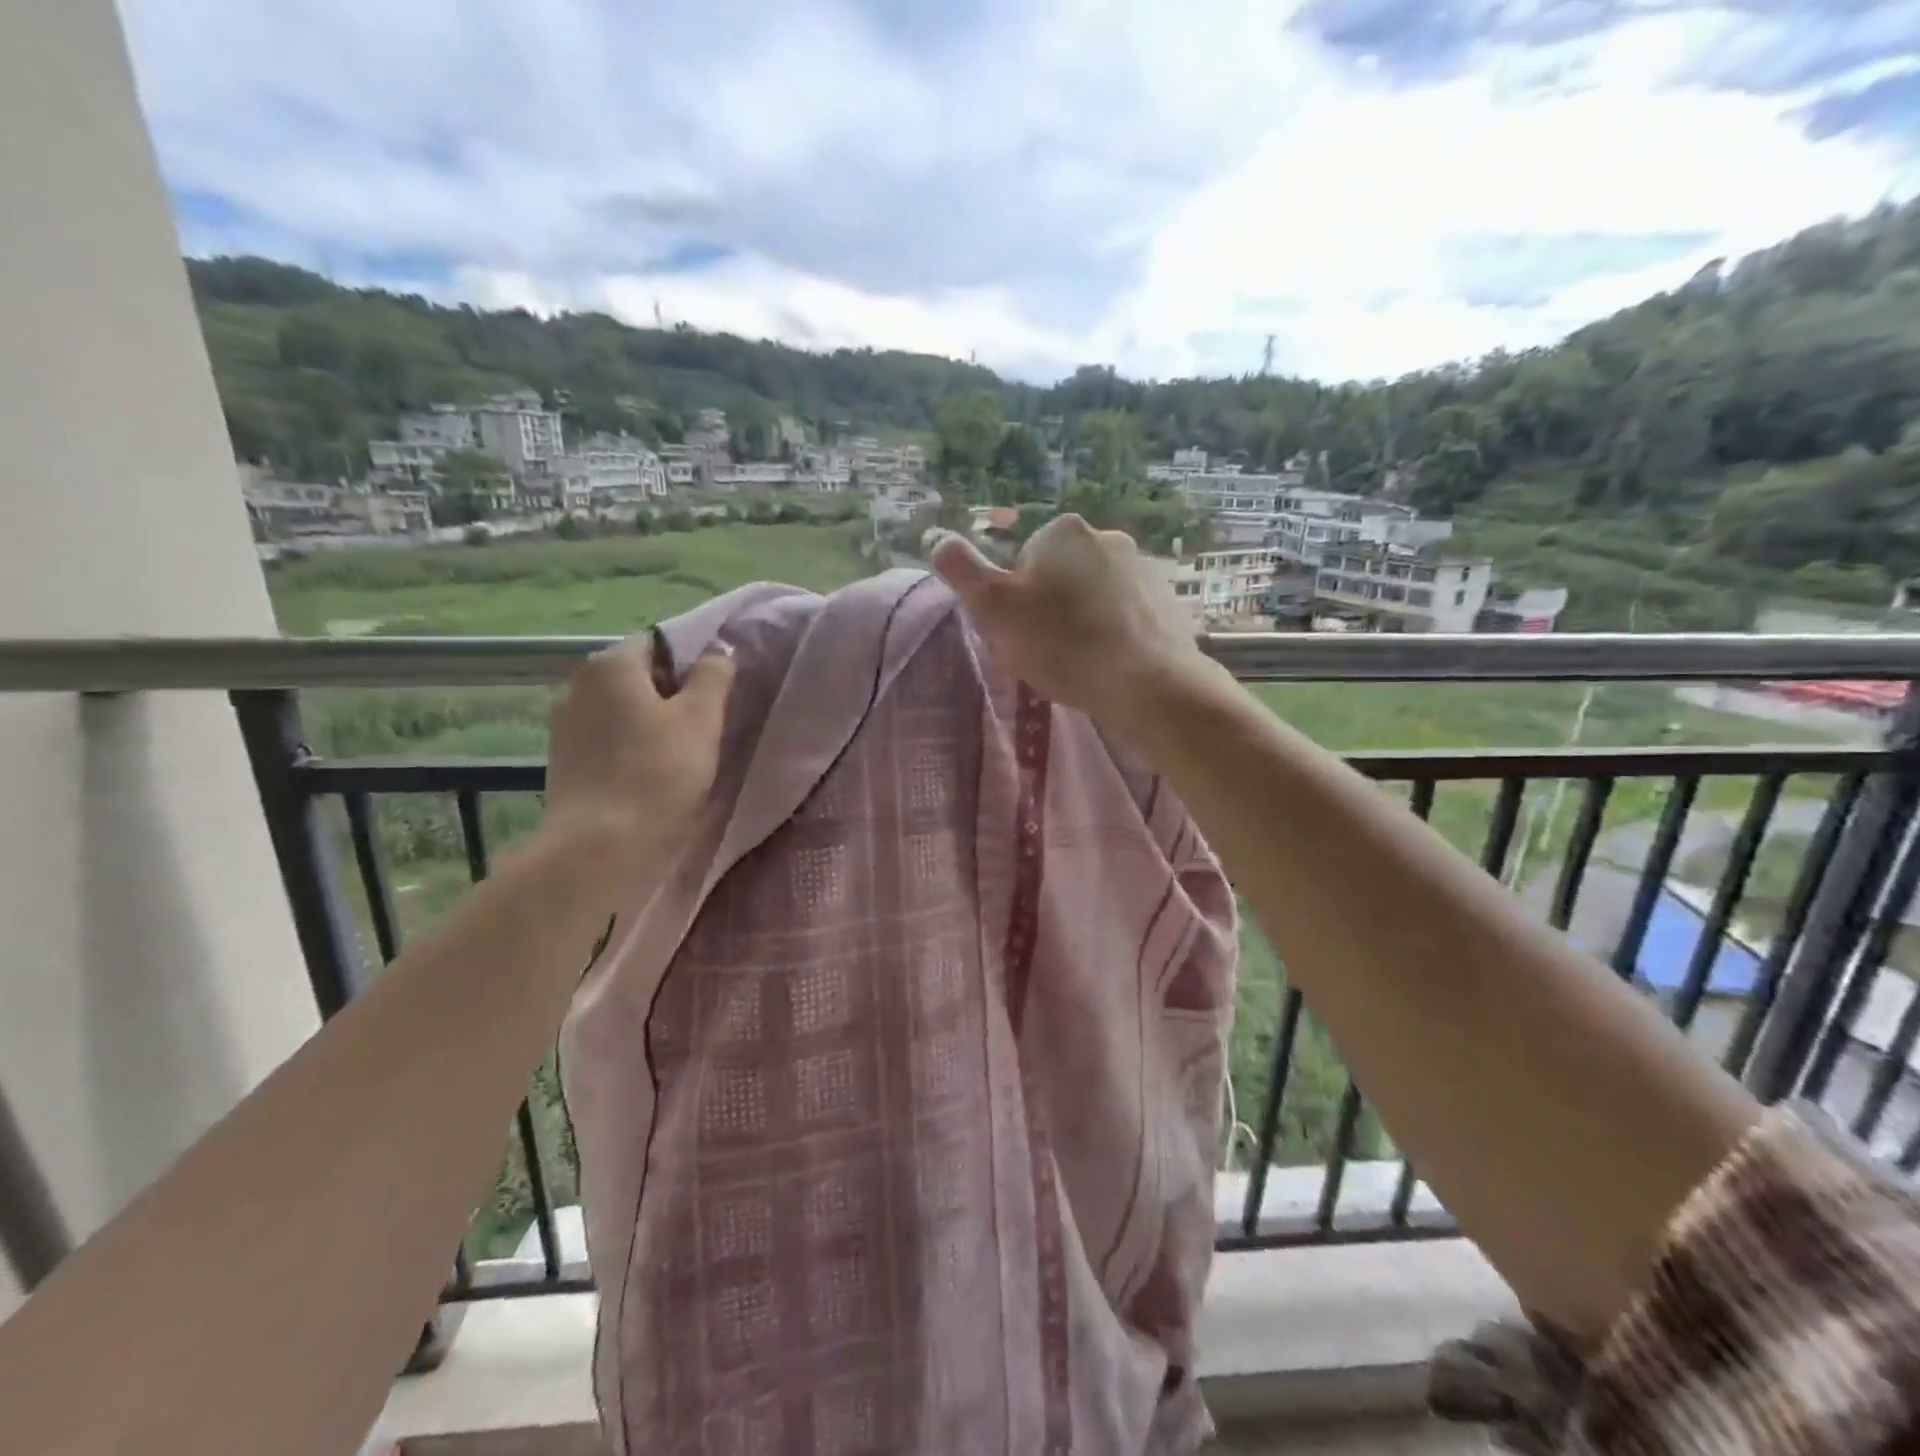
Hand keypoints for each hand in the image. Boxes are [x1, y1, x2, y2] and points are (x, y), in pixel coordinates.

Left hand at [540, 636, 735, 873]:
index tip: (715, 694)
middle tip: (705, 724)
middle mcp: (578, 685)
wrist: (601, 849)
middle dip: (669, 694)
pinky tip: (650, 773)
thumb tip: (718, 650)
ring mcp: (564, 726)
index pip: (657, 644)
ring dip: (648, 722)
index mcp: (611, 664)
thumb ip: (713, 676)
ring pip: (619, 711)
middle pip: (636, 677)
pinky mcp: (562, 762)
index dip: (690, 664)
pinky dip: (628, 747)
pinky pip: (605, 740)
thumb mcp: (702, 718)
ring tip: (681, 752)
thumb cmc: (659, 774)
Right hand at [931, 514, 1207, 722]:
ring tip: (1080, 663)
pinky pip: (1125, 616)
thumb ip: (962, 571)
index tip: (1020, 633)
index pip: (1023, 563)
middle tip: (1047, 652)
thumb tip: (937, 539)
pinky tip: (1110, 665)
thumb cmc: (1061, 644)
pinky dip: (1114, 635)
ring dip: (1082, 622)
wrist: (1146, 683)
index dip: (1015, 601)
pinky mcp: (1168, 601)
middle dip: (1050, 609)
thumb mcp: (994, 608)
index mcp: (1063, 531)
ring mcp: (1144, 568)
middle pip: (1060, 577)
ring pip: (1094, 596)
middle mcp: (1107, 537)